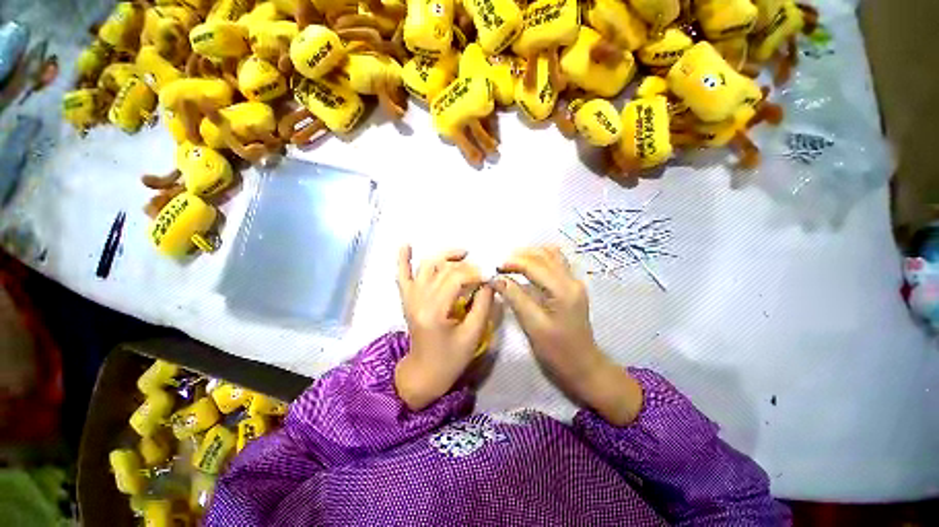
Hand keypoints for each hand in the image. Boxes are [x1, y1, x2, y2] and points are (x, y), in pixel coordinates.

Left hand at [394, 246, 493, 410]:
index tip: (489, 276)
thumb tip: (489, 282)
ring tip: (462, 253)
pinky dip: (403, 259)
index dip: (475, 273)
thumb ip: (483, 305)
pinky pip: (402, 276)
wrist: (424, 373)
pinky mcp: (406, 299)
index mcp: (434, 311)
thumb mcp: (472, 334)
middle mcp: (418, 300)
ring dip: (444, 256)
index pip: (455, 279)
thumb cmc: (451, 359)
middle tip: (481, 269)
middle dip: (465, 265)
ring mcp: (409, 298)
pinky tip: (406, 244)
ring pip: (426, 267)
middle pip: (443, 270)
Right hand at [494, 246, 642, 425]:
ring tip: (511, 265)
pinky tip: (527, 270)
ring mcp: (574, 282)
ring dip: (530, 256)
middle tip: (501, 265)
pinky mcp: (572, 288)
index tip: (494, 268)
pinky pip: (555, 264)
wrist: (583, 367)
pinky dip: (539, 261)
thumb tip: (496, 279)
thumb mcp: (533, 325)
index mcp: (563, 289)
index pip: (534, 264)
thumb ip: (515, 297)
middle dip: (520, 256)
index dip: (512, 262)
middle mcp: (571, 280)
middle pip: (544, 254)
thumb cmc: (557, 351)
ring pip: (551, 256)